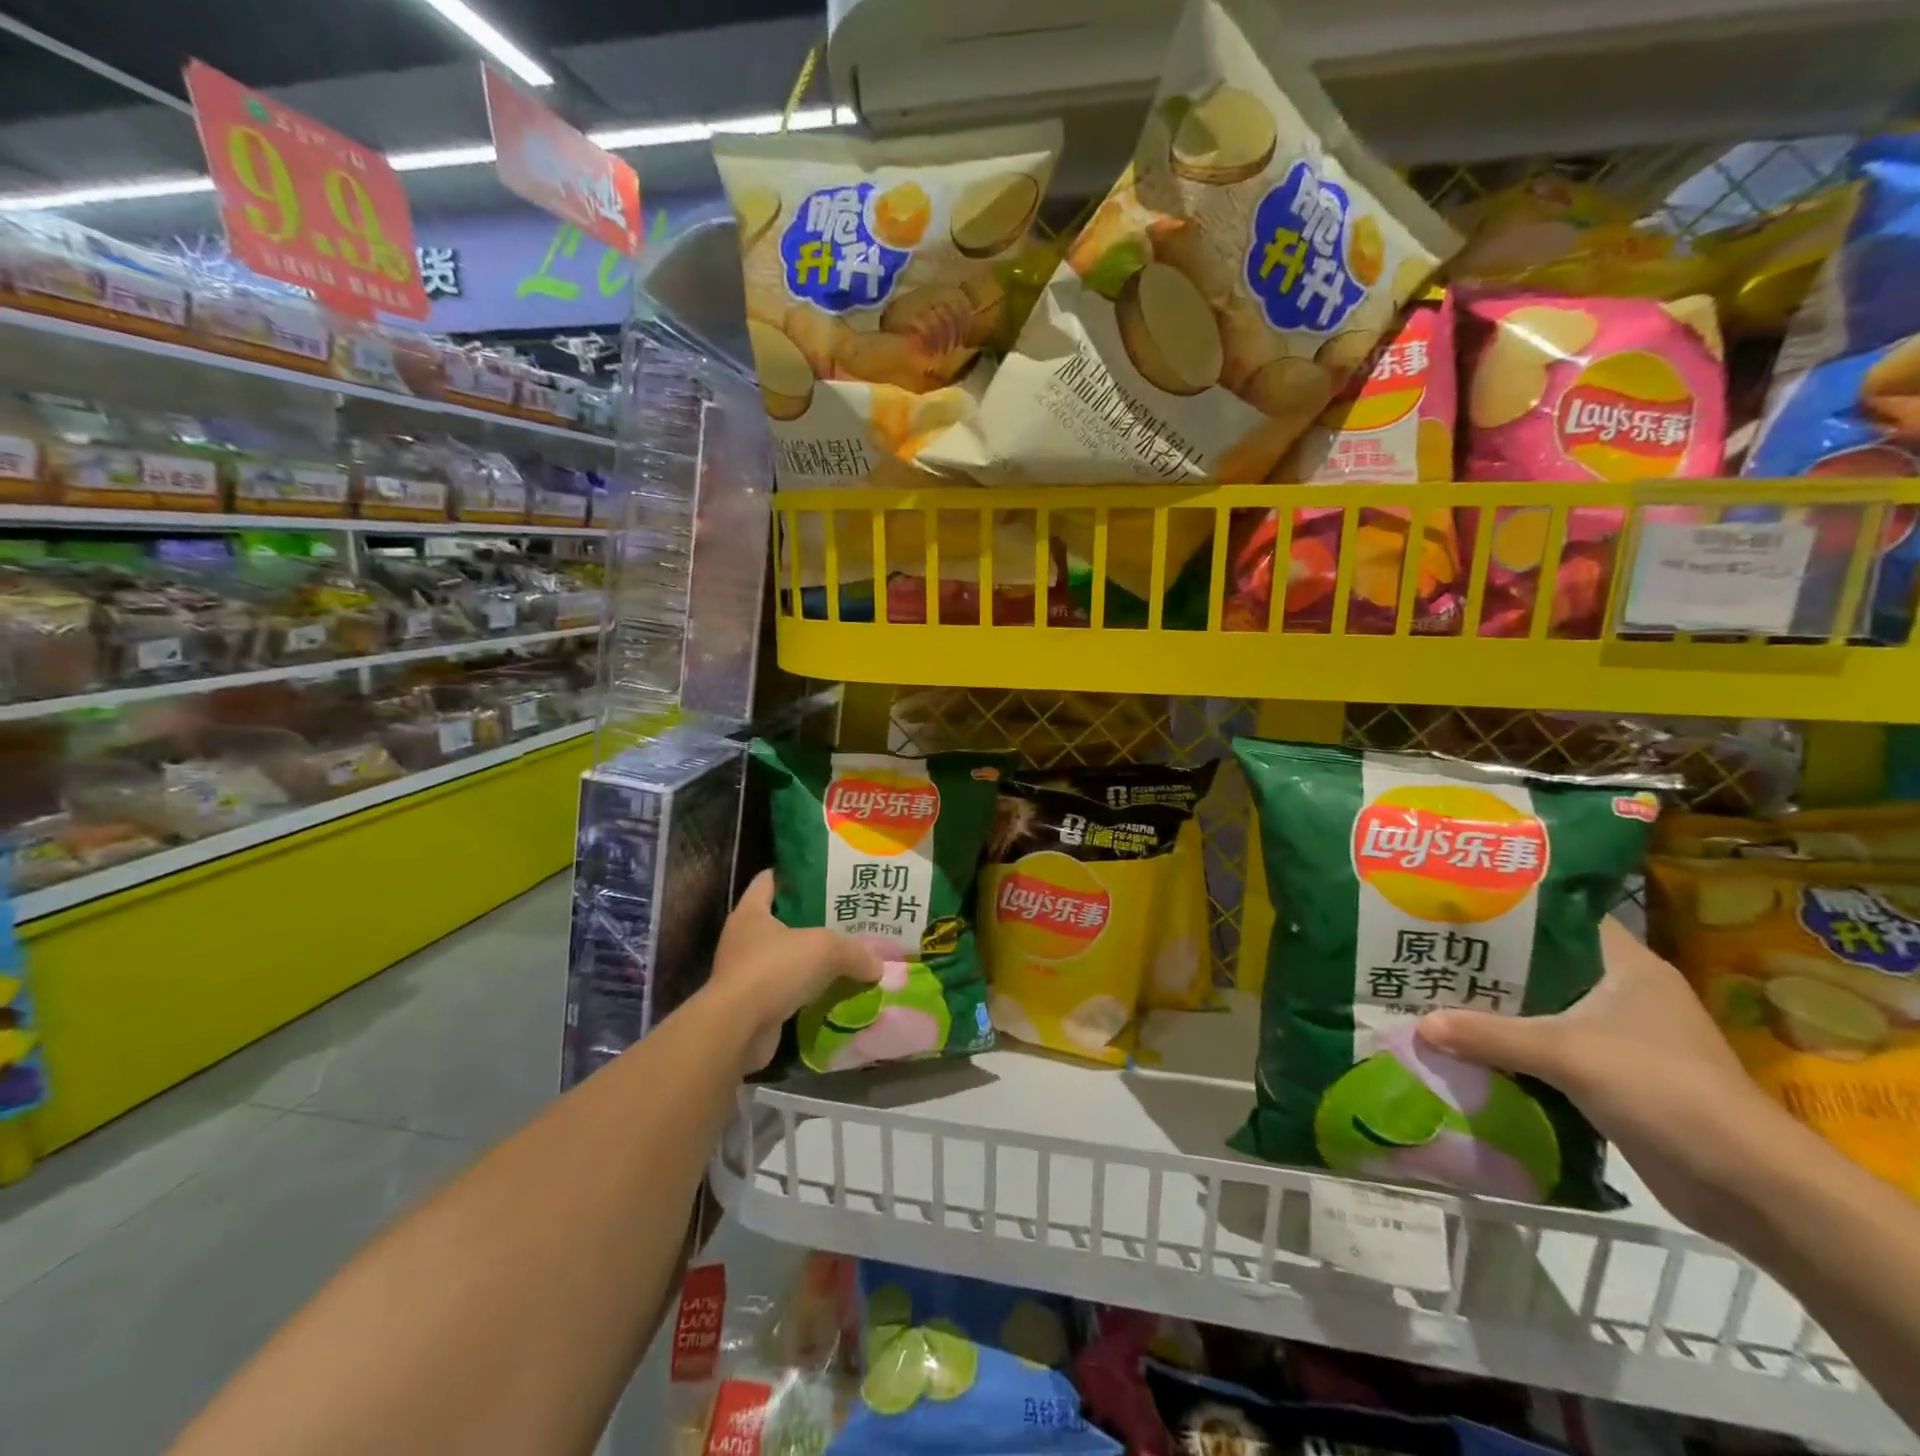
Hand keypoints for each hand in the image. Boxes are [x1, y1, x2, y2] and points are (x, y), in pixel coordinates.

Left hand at [707, 870, 882, 1074]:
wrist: (738, 1029)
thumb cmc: (775, 969)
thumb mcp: (825, 949)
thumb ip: (855, 952)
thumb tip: (877, 966)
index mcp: (751, 912)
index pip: (768, 880)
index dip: (793, 875)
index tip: (821, 876)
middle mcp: (742, 939)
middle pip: (778, 920)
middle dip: (809, 920)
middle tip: (843, 918)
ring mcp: (744, 973)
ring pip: (782, 957)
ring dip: (806, 959)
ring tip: (842, 955)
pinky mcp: (750, 1004)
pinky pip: (783, 989)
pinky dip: (803, 990)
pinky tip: (830, 991)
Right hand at [1416, 918, 1795, 1240]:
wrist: (1746, 1185)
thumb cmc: (1661, 1088)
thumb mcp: (1564, 1053)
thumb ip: (1488, 1035)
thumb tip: (1419, 1025)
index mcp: (1626, 964)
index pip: (1558, 918)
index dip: (1507, 910)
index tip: (1452, 908)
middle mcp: (1624, 992)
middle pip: (1541, 966)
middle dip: (1488, 966)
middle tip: (1429, 954)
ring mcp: (1623, 1037)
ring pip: (1542, 1010)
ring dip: (1498, 1012)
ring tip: (1435, 997)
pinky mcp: (1615, 1077)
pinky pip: (1549, 1050)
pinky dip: (1514, 1050)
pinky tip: (1469, 1046)